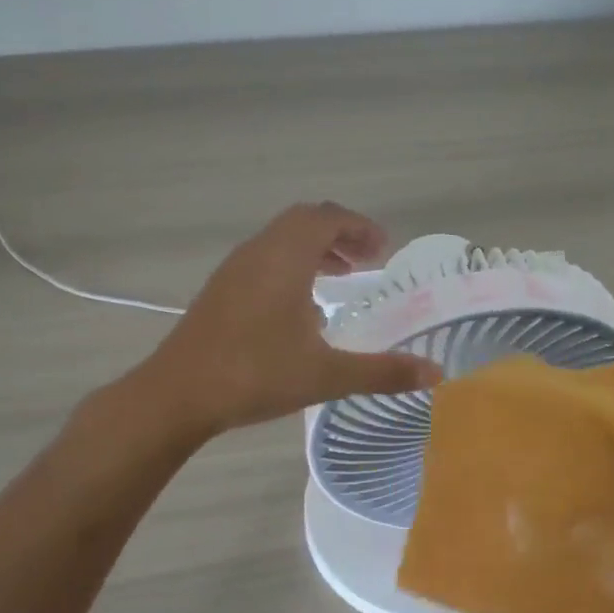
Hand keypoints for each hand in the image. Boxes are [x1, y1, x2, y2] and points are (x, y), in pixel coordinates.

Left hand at [142, 202, 443, 437]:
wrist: (176, 394)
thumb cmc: (254, 375)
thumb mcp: (326, 374)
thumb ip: (383, 372)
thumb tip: (436, 373)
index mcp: (285, 258)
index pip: (327, 218)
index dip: (360, 227)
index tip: (384, 249)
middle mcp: (259, 252)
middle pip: (304, 221)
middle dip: (341, 234)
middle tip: (368, 261)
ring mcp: (235, 269)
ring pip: (281, 239)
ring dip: (315, 249)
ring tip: (341, 277)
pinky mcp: (221, 289)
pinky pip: (265, 258)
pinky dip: (292, 264)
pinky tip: (301, 306)